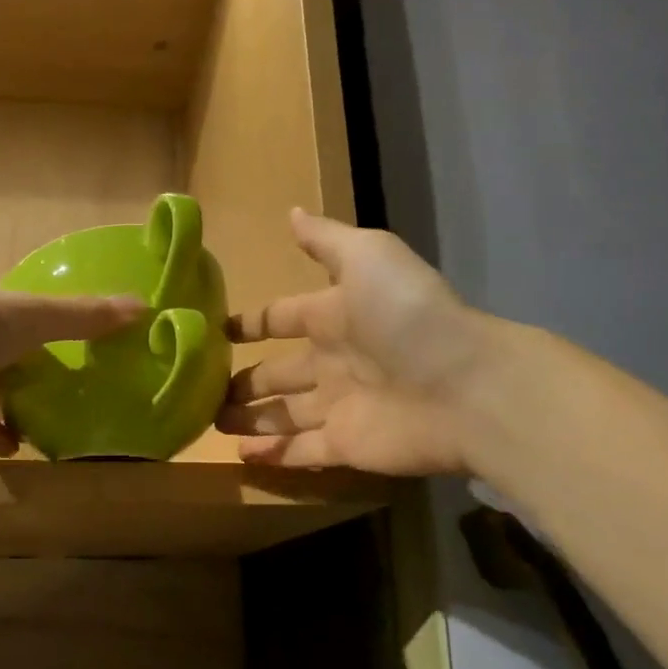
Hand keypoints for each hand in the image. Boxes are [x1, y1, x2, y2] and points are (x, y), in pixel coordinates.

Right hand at [218, 209, 486, 474]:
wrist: (465, 387)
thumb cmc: (408, 315)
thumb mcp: (367, 256)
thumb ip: (325, 240)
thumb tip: (290, 212)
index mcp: (334, 316)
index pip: (282, 318)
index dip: (251, 324)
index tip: (216, 332)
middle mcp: (333, 362)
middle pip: (278, 373)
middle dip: (243, 381)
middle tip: (202, 389)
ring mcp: (339, 407)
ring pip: (283, 414)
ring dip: (250, 418)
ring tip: (211, 422)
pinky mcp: (346, 447)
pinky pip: (300, 451)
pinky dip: (272, 454)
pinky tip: (239, 455)